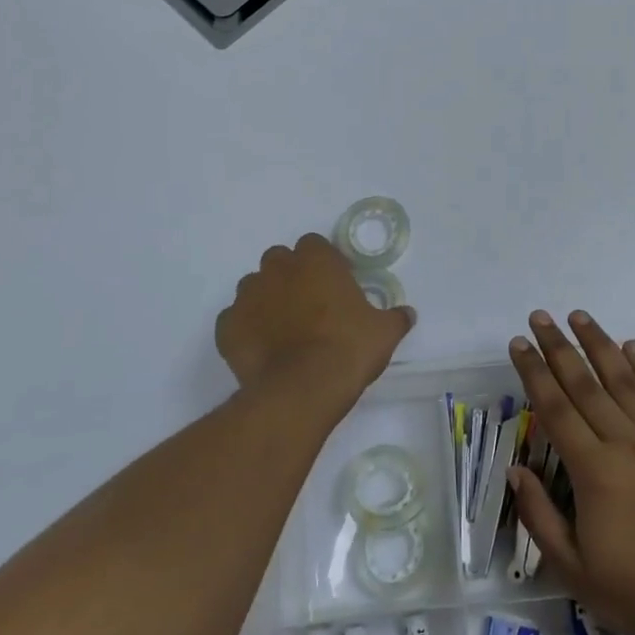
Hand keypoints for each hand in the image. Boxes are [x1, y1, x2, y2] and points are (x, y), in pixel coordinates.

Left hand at [216, 235, 415, 412]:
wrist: (302, 390)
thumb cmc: (347, 349)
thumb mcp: (384, 333)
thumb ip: (395, 318)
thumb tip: (407, 314)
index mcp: (315, 259)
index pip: (314, 245)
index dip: (323, 263)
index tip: (334, 286)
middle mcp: (277, 268)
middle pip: (280, 261)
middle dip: (291, 276)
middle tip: (309, 306)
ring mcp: (247, 296)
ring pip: (254, 288)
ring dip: (266, 300)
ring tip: (283, 330)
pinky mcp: (227, 327)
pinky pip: (235, 320)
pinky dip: (246, 330)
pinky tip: (262, 350)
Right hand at [507, 310, 634, 634]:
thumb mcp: (574, 569)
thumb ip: (540, 516)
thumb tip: (516, 471)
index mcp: (594, 471)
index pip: (555, 408)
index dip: (533, 372)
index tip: (518, 343)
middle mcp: (625, 442)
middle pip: (584, 383)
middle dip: (558, 347)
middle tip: (540, 316)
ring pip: (623, 379)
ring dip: (599, 344)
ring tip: (579, 316)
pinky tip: (632, 347)